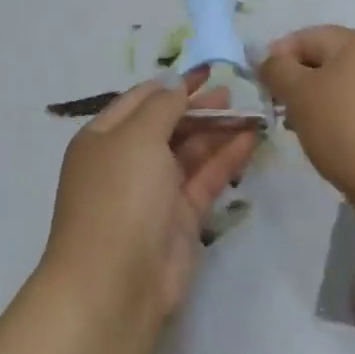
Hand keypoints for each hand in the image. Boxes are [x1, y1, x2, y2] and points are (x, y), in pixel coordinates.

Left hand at [41, 71, 258, 330]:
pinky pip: (205, 179)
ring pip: (189, 152)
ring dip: (217, 131)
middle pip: (167, 125)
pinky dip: (226, 158)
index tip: (208, 69)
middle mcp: (126, 161)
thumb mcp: (137, 137)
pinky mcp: (180, 219)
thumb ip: (162, 106)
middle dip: (198, 107)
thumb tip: (176, 84)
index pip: (141, 99)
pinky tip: (250, 140)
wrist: (115, 284)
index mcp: (103, 137)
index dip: (174, 83)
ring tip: (251, 112)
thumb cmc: (119, 196)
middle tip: (234, 92)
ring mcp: (154, 192)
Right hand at [259, 26, 354, 196]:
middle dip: (295, 81)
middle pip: (324, 61)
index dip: (277, 54)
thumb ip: (276, 70)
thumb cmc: (344, 126)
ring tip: (296, 128)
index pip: (306, 37)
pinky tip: (325, 143)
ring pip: (339, 88)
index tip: (259, 82)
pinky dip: (335, 120)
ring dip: (314, 103)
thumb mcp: (298, 93)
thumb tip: (267, 58)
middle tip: (275, 106)